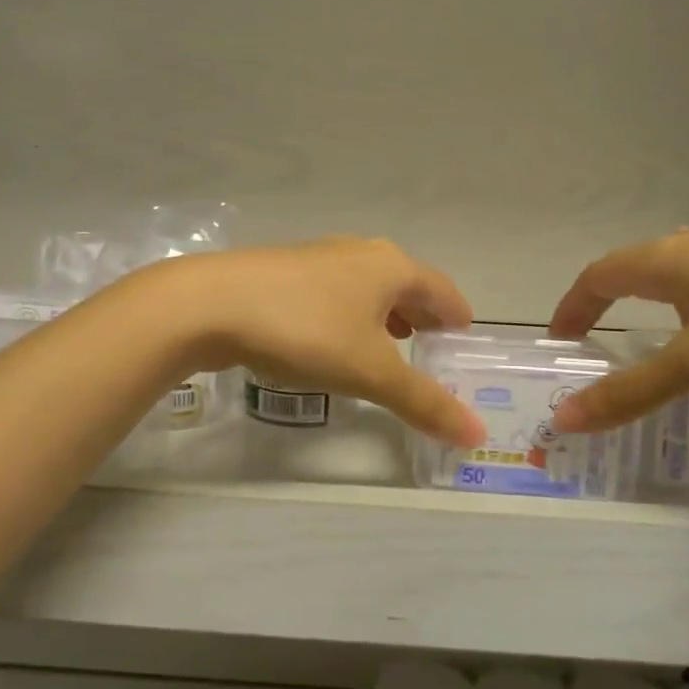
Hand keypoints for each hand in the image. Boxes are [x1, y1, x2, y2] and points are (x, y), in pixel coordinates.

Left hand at [161, 237, 484, 445]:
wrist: (211, 304)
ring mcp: (319, 259)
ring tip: (391, 346)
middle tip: (433, 350)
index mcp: (391, 267)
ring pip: (367, 288)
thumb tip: (476, 435)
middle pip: (406, 285)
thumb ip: (424, 402)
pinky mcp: (285, 272)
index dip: (458, 318)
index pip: (443, 290)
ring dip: (385, 316)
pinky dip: (350, 317)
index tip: (464, 342)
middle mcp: (360, 253)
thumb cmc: (305, 330)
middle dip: (422, 317)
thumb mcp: (370, 372)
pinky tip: (334, 341)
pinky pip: (334, 294)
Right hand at [548, 213, 688, 431]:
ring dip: (654, 304)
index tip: (561, 339)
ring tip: (661, 345)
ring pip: (678, 274)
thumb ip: (633, 391)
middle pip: (633, 270)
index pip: (596, 276)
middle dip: (608, 304)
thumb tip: (565, 418)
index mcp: (664, 261)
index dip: (572, 306)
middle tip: (600, 343)